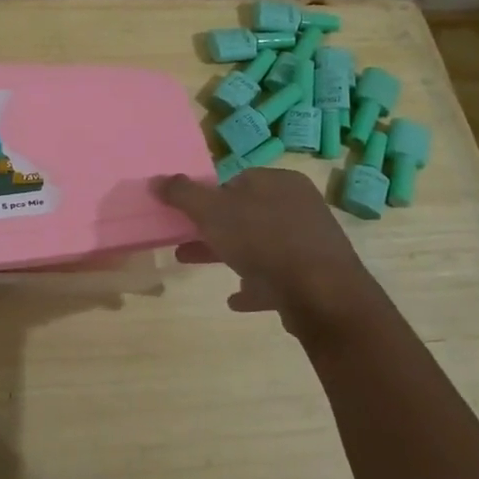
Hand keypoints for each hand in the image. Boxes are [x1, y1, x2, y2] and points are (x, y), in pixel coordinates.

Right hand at [154, 167, 373, 329]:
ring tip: (194, 264)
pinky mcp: (313, 277)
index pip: (236, 180)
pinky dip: (253, 285)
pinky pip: (276, 277)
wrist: (321, 295)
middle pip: (245, 213)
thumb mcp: (212, 212)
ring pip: (258, 245)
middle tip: (183, 239)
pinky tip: (235, 299)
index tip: (186, 214)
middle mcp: (298, 206)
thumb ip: (182, 194)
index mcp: (279, 182)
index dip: (208, 195)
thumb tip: (156, 180)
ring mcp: (308, 243)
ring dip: (227, 254)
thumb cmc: (263, 241)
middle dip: (210, 228)